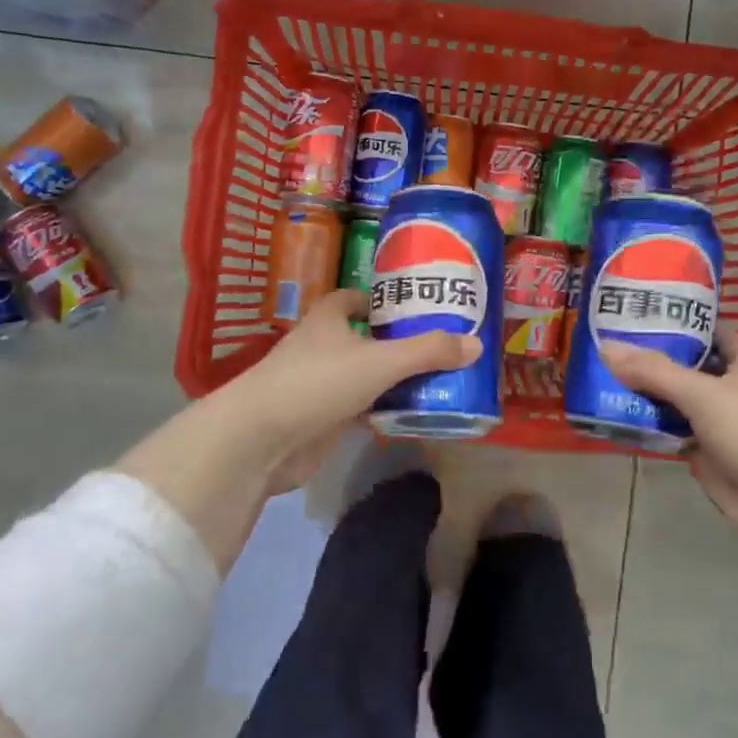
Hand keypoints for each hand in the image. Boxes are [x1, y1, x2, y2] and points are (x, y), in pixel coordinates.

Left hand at [117, 290, 479, 568]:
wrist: (261, 439)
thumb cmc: (317, 383)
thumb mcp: (380, 362)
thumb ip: (427, 352)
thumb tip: (476, 344)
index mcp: (328, 320)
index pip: (353, 298)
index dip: (380, 299)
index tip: (413, 307)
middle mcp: (321, 347)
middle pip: (363, 338)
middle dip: (395, 342)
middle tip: (438, 346)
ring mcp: (318, 385)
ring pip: (363, 375)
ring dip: (391, 379)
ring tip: (436, 379)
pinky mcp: (320, 420)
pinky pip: (359, 408)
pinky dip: (381, 410)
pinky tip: (410, 414)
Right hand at [600, 328, 737, 561]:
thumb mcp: (703, 394)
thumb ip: (654, 371)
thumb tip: (605, 347)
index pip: (707, 330)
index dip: (674, 321)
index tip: (632, 316)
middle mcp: (733, 385)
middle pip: (686, 365)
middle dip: (649, 359)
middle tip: (601, 346)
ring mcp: (720, 420)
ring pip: (675, 400)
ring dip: (644, 394)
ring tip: (597, 378)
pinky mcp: (707, 451)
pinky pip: (672, 431)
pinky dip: (649, 426)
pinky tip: (614, 417)